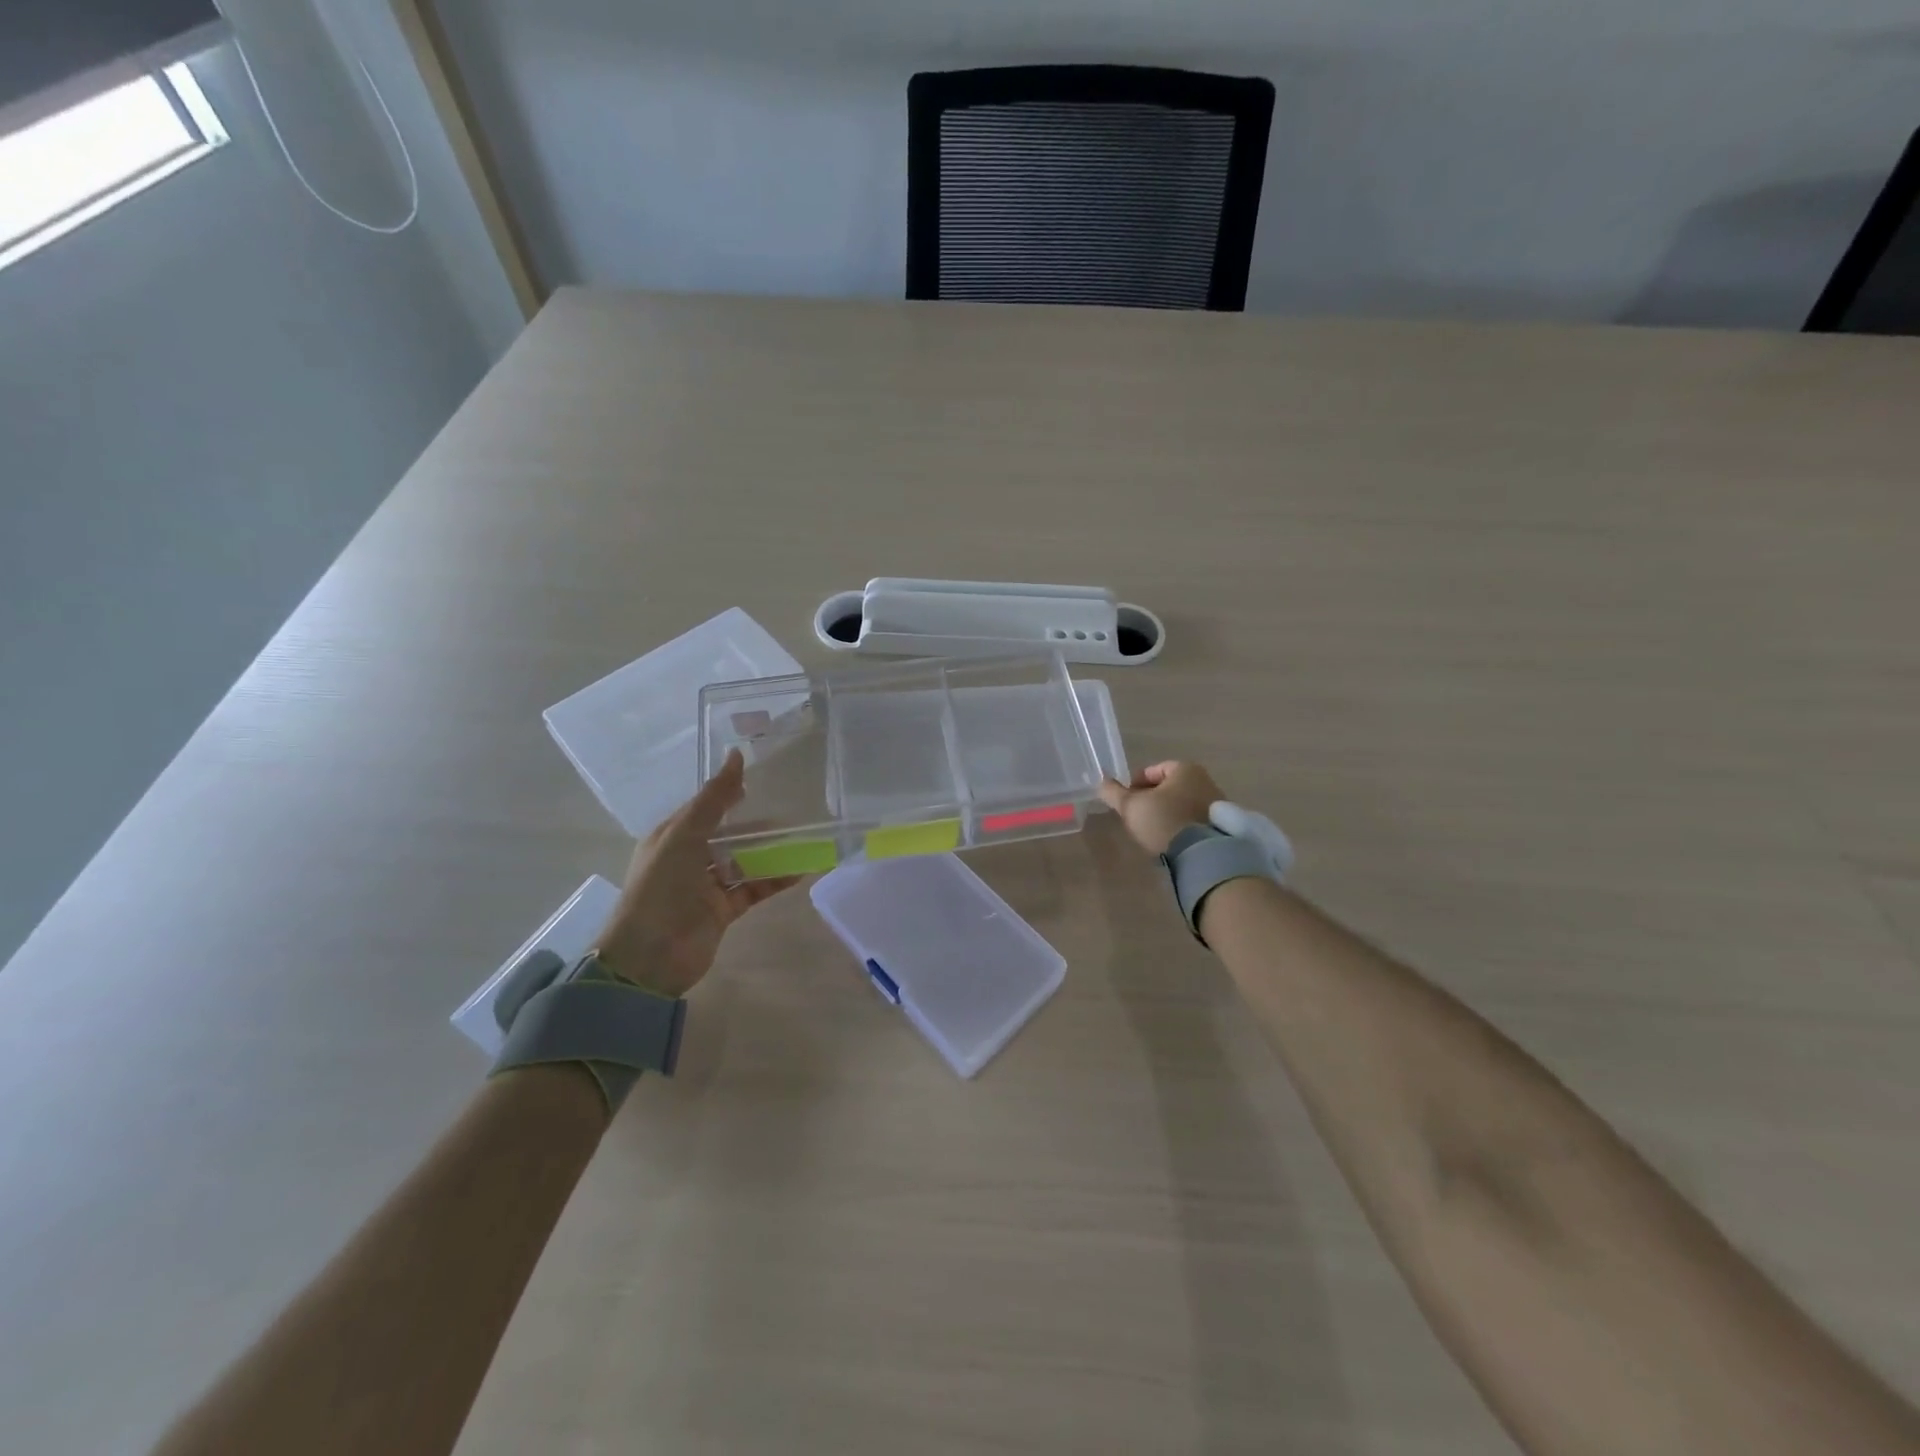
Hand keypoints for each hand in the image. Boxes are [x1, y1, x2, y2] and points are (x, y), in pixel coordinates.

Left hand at [592, 750, 799, 996]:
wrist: (648, 958)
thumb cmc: (660, 889)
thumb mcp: (684, 836)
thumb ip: (714, 799)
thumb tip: (736, 756)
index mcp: (673, 836)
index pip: (707, 808)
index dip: (732, 794)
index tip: (766, 782)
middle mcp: (689, 858)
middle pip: (731, 835)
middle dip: (759, 826)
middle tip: (794, 815)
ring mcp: (707, 886)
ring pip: (746, 861)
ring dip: (772, 853)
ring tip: (805, 841)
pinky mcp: (723, 911)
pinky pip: (754, 889)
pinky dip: (775, 880)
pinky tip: (800, 871)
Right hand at [1098, 760, 1227, 855]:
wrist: (1202, 855)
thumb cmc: (1164, 821)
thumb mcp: (1131, 806)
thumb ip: (1113, 792)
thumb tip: (1102, 782)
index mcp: (1185, 769)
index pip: (1153, 770)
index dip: (1135, 784)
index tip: (1126, 802)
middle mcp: (1205, 780)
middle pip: (1169, 787)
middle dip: (1152, 799)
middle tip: (1138, 816)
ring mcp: (1217, 803)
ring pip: (1182, 803)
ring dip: (1166, 812)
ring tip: (1153, 830)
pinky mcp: (1222, 825)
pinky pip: (1194, 819)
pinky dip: (1181, 824)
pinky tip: (1171, 839)